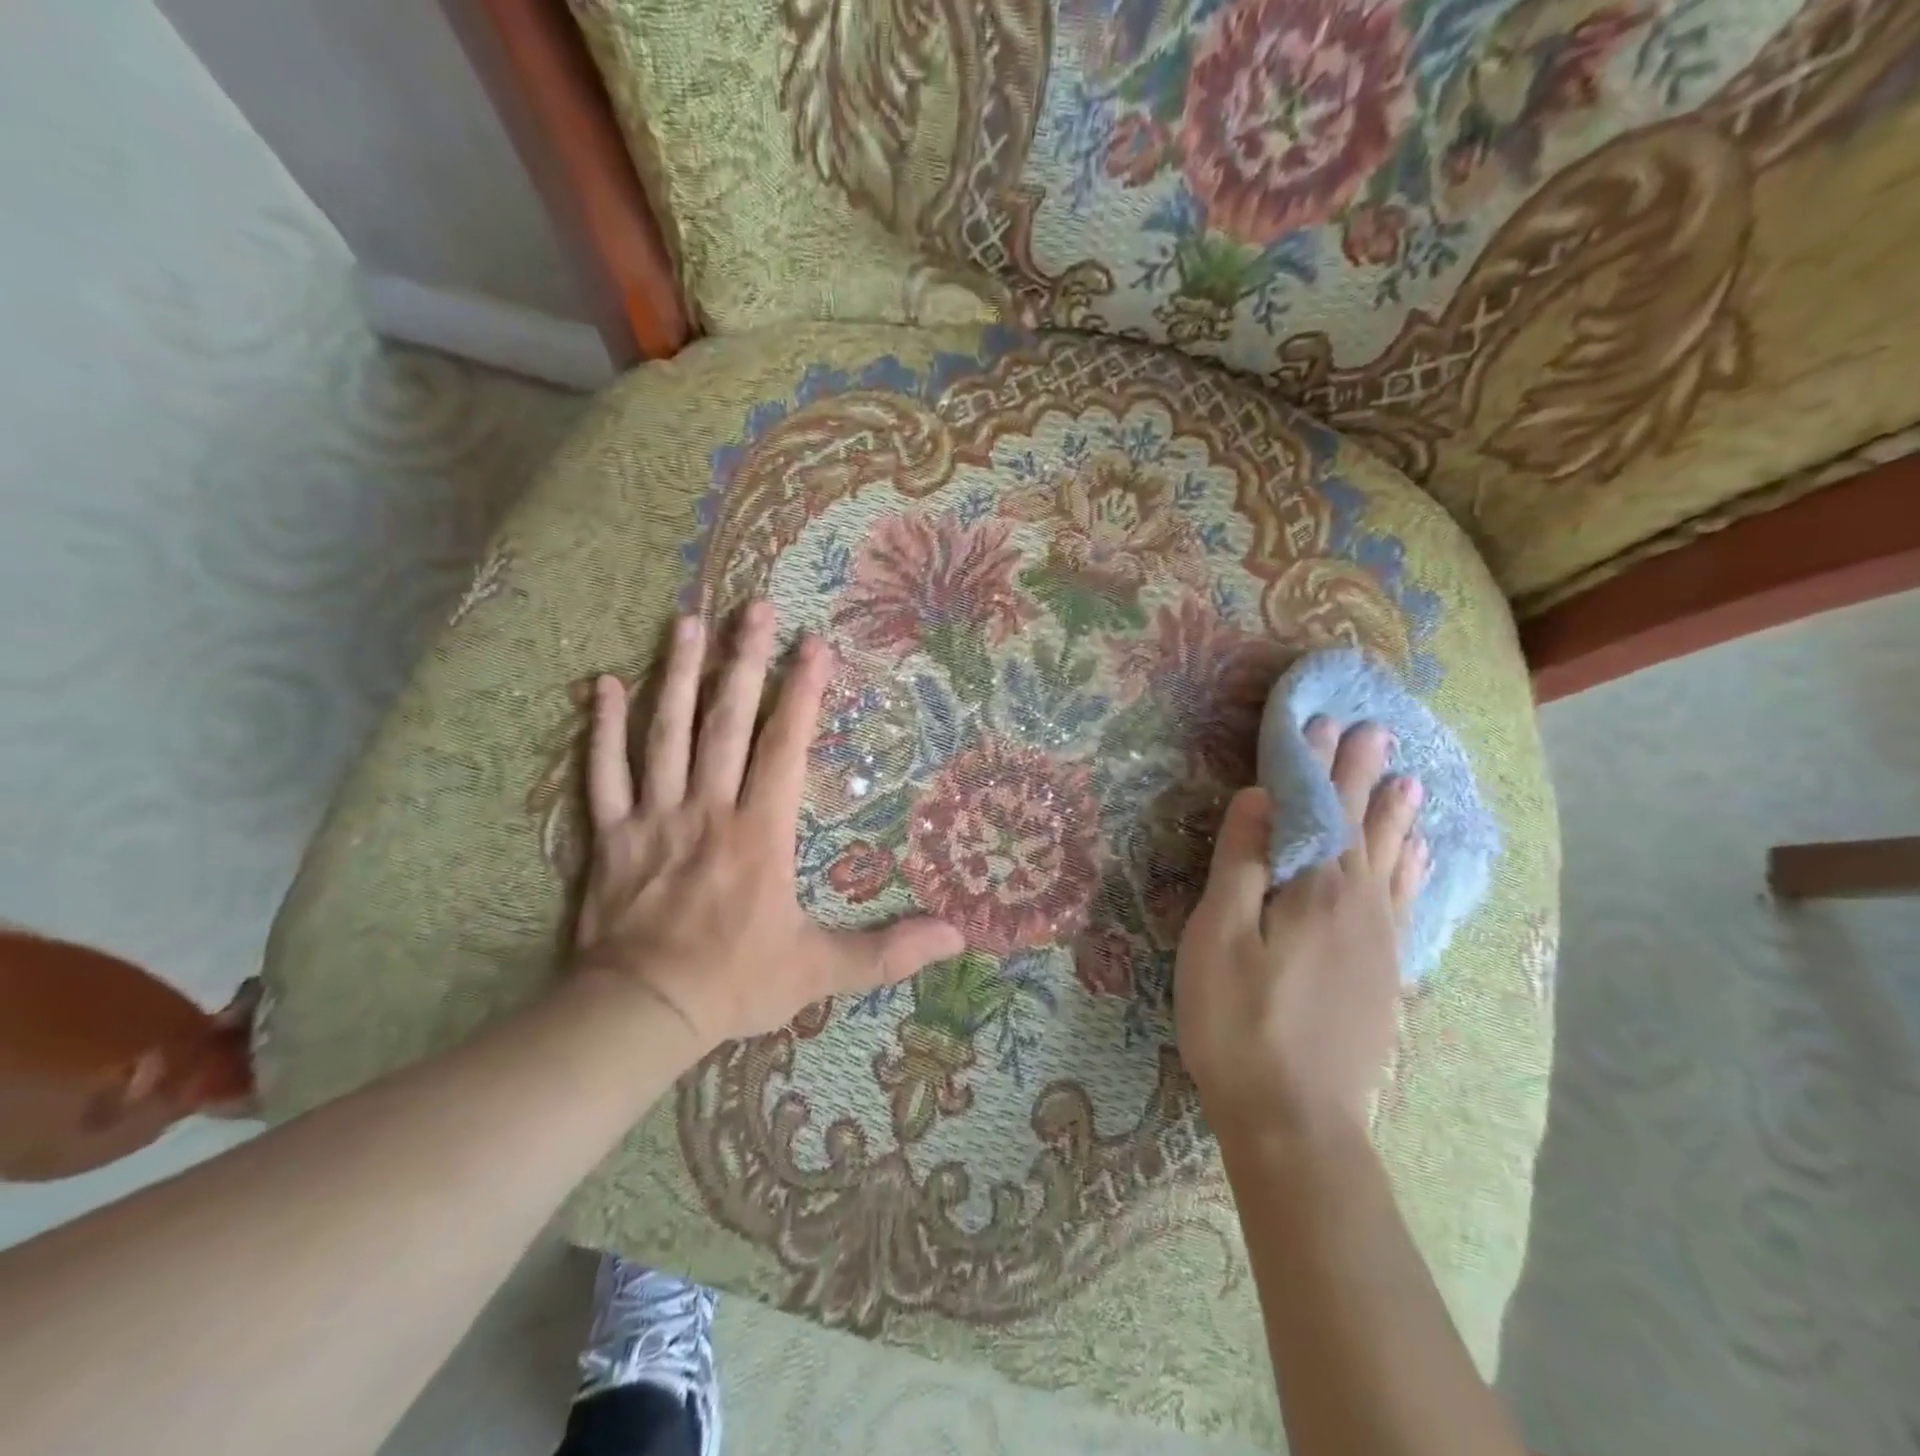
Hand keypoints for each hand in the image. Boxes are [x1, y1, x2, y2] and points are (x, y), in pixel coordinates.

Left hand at [572, 601, 963, 1051]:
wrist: (641, 1013)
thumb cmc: (736, 984)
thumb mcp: (821, 970)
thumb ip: (888, 951)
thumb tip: (958, 936)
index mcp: (760, 832)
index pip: (784, 746)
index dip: (802, 693)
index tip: (815, 644)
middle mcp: (708, 808)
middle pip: (726, 722)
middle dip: (744, 661)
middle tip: (754, 607)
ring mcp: (654, 817)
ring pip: (665, 733)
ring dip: (677, 675)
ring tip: (686, 622)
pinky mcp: (611, 835)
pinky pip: (602, 773)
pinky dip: (603, 728)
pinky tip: (604, 684)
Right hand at [1175, 720, 1428, 1146]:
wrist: (1295, 1122)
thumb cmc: (1239, 1023)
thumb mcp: (1219, 936)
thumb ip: (1242, 862)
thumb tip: (1261, 797)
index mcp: (1317, 891)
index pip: (1320, 810)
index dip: (1318, 765)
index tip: (1323, 721)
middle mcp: (1359, 907)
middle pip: (1361, 828)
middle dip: (1362, 777)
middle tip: (1375, 732)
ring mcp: (1378, 944)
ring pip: (1391, 864)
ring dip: (1396, 818)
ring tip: (1411, 783)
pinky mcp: (1383, 976)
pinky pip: (1404, 904)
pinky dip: (1412, 871)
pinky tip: (1418, 861)